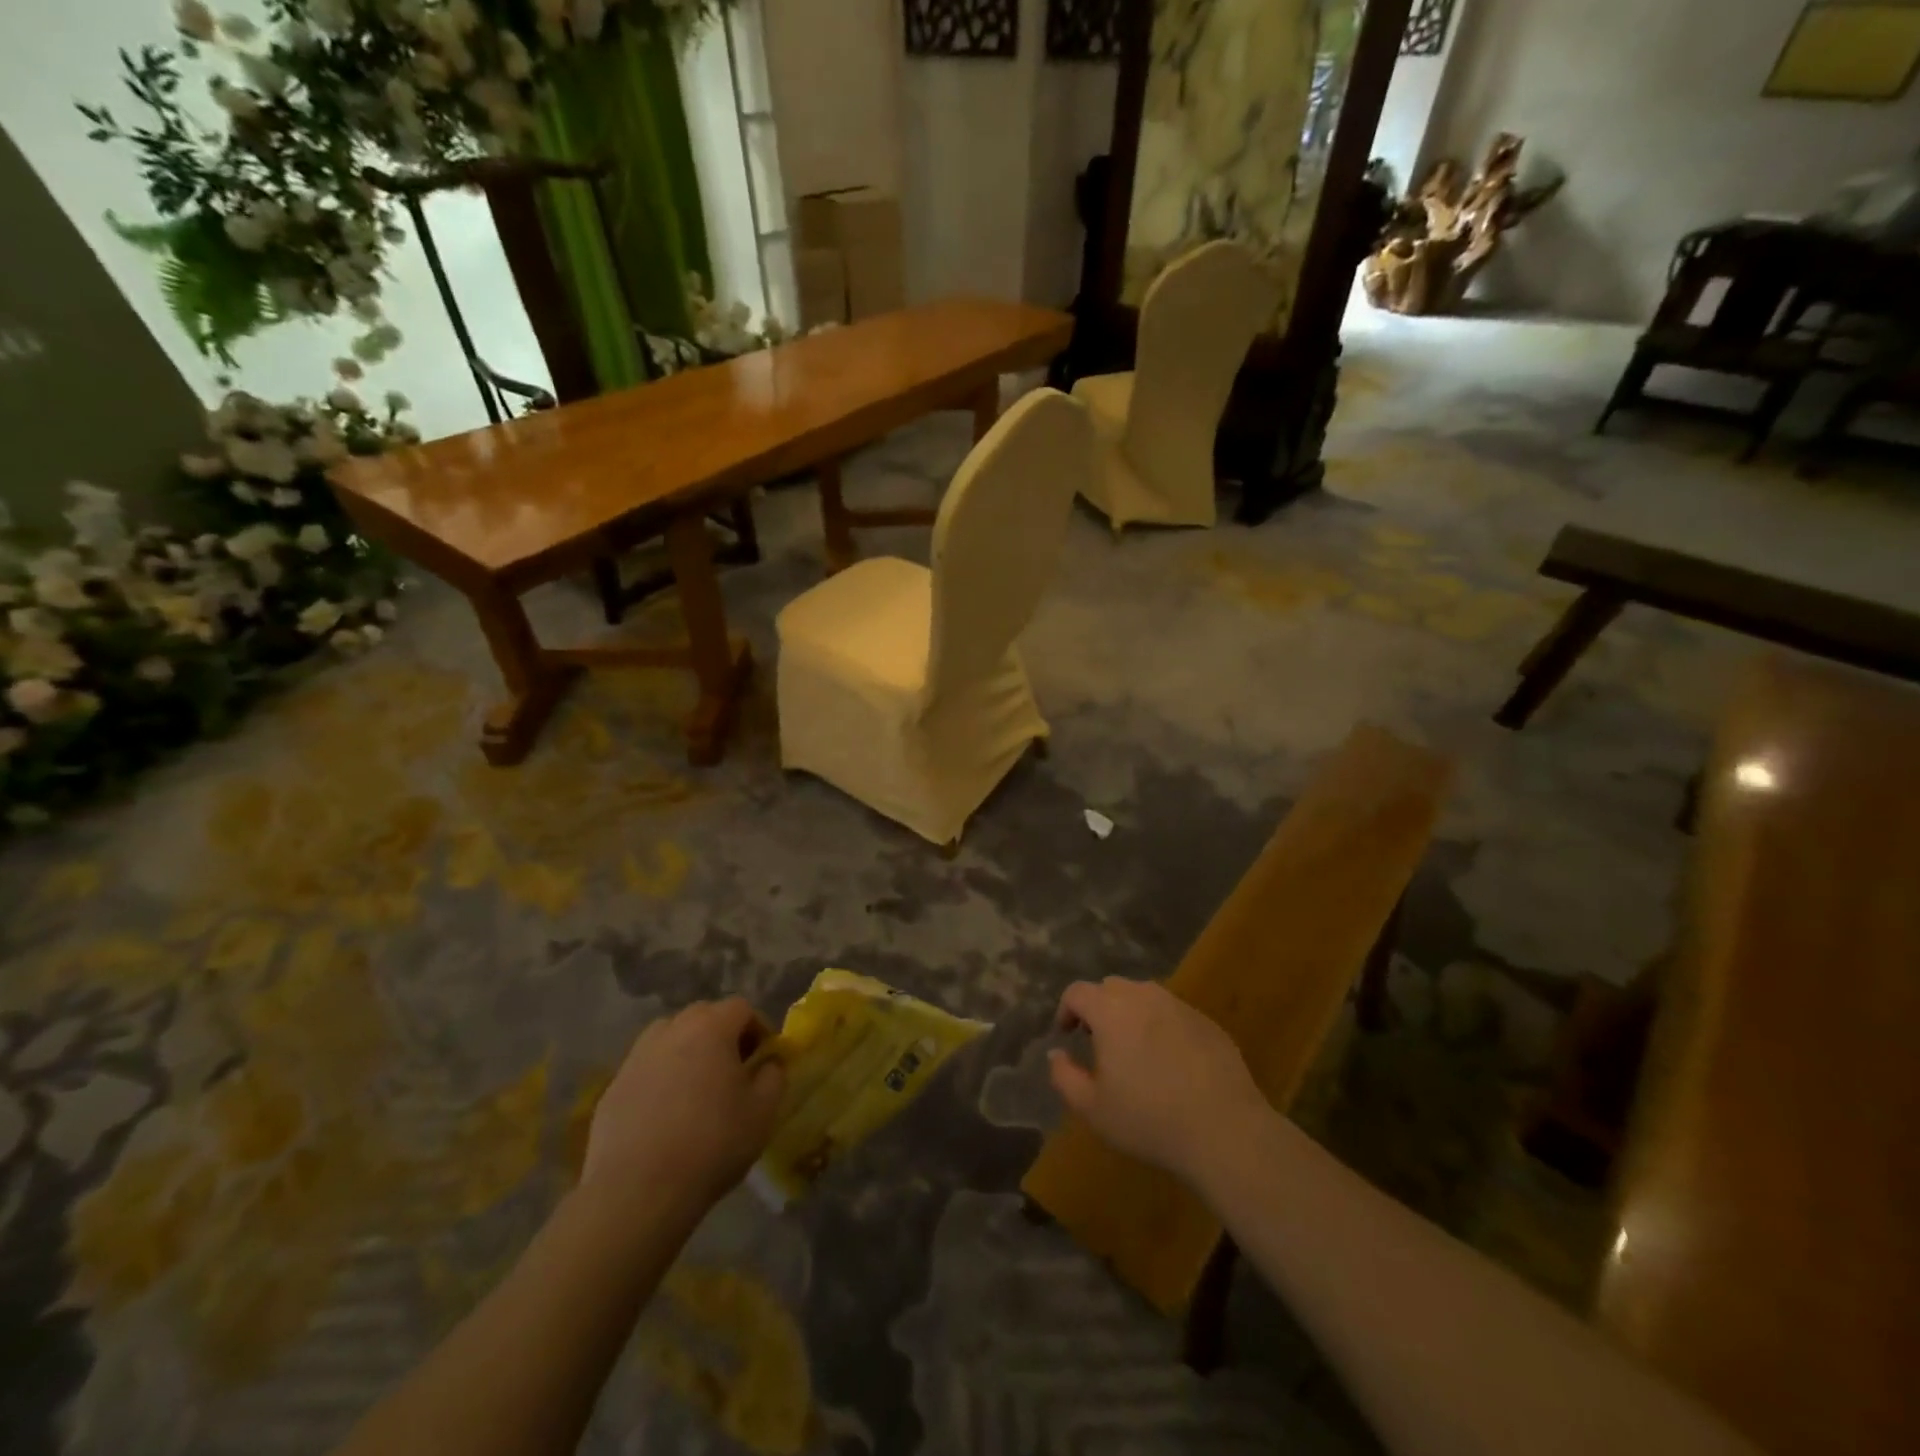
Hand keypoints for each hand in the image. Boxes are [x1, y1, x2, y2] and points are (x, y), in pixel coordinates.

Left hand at [581, 998, 785, 1211]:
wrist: (637, 1191)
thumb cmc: (712, 1144)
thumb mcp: (763, 1112)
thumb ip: (774, 1076)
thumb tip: (769, 1063)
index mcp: (711, 1027)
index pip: (742, 1008)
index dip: (758, 1029)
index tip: (763, 1060)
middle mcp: (672, 1030)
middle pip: (703, 1015)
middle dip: (722, 1035)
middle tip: (732, 1070)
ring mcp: (637, 1056)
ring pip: (670, 1037)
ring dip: (688, 1051)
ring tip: (697, 1088)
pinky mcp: (613, 1087)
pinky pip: (646, 1068)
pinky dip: (660, 1078)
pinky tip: (665, 1115)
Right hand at [1048, 978, 1270, 1187]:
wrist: (1225, 1130)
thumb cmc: (1149, 1120)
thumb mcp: (1092, 1109)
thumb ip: (1064, 1076)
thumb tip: (1056, 1053)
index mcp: (1111, 1011)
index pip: (1078, 992)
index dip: (1066, 1010)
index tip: (1067, 1035)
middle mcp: (1144, 997)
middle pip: (1111, 987)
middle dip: (1098, 1008)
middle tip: (1098, 1043)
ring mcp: (1180, 1006)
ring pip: (1145, 996)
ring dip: (1131, 1014)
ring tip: (1134, 1050)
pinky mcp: (1207, 1023)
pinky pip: (1174, 1013)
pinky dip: (1162, 1027)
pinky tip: (1170, 1062)